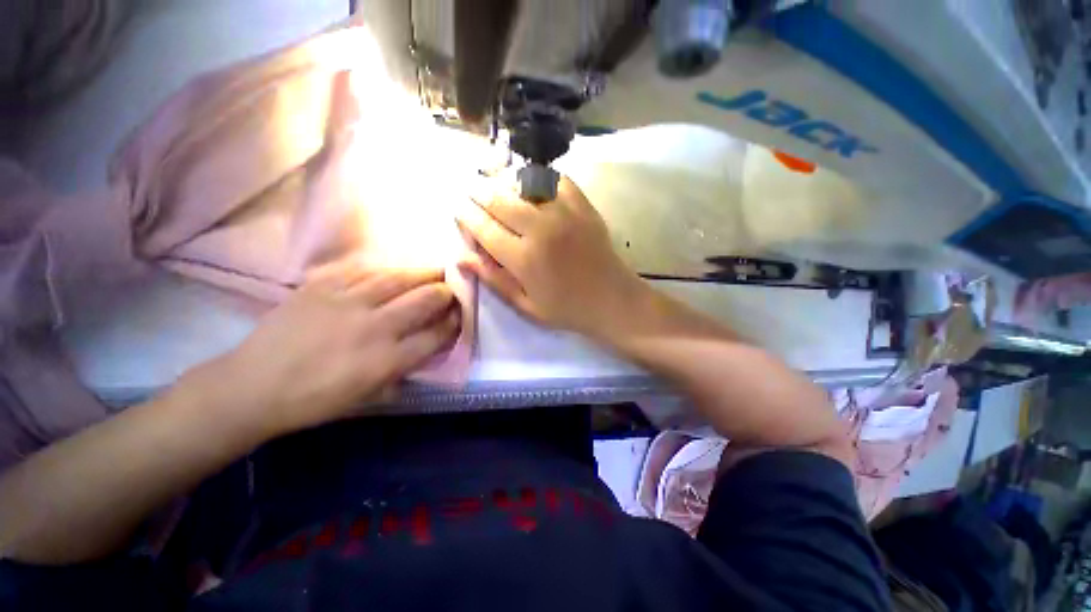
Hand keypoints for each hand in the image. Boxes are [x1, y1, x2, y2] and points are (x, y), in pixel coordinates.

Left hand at [187, 267, 459, 438]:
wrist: (252, 386)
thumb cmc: (314, 400)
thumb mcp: (369, 395)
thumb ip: (404, 369)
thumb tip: (427, 348)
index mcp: (387, 360)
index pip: (436, 334)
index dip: (454, 322)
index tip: (460, 315)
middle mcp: (374, 327)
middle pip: (426, 300)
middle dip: (446, 292)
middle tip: (452, 288)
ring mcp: (347, 302)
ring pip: (398, 278)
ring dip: (423, 273)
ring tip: (436, 269)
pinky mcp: (321, 286)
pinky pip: (361, 269)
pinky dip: (384, 267)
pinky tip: (394, 268)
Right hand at [456, 175, 649, 336]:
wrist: (612, 299)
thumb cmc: (567, 309)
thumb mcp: (526, 305)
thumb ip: (493, 279)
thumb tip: (461, 257)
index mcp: (524, 258)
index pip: (483, 227)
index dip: (466, 215)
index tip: (458, 209)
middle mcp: (540, 229)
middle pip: (499, 198)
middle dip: (479, 191)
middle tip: (471, 190)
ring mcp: (564, 213)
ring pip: (524, 181)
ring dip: (504, 179)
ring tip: (496, 181)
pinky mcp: (583, 206)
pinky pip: (556, 179)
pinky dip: (539, 176)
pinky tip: (532, 182)